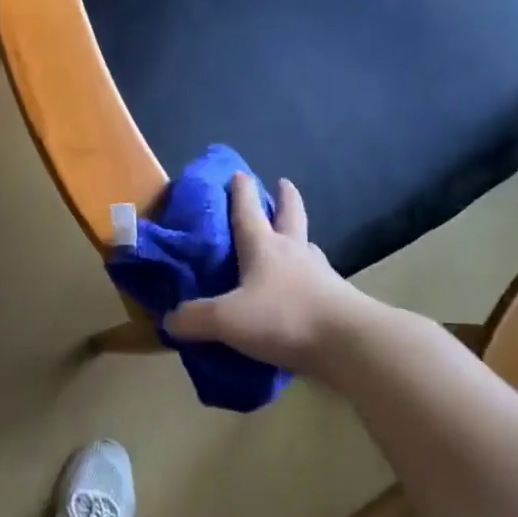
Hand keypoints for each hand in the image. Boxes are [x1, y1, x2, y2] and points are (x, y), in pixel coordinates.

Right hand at [164, 173, 362, 375]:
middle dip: (285, 199)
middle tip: (284, 183)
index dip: (242, 192)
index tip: (239, 173)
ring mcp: (320, 275)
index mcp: (265, 248)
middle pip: (290, 217)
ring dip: (300, 238)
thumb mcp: (227, 320)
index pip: (249, 212)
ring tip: (294, 239)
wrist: (348, 343)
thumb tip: (169, 321)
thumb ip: (195, 319)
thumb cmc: (284, 317)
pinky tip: (304, 288)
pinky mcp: (337, 301)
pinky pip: (318, 281)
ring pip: (308, 247)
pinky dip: (309, 278)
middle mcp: (294, 253)